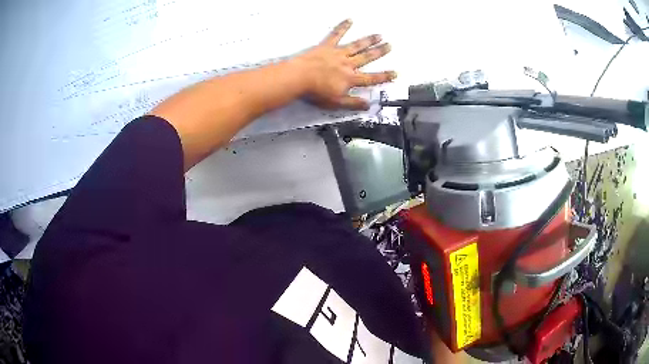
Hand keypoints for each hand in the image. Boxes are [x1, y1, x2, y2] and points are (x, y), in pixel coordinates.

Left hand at [294, 19, 395, 109]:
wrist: (299, 78)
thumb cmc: (316, 91)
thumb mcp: (336, 103)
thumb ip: (353, 103)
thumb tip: (367, 105)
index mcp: (350, 78)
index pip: (372, 78)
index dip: (384, 76)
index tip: (395, 73)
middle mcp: (347, 64)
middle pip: (367, 57)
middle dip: (379, 52)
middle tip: (389, 46)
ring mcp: (337, 53)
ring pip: (357, 45)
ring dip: (369, 40)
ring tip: (379, 35)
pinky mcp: (326, 46)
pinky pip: (336, 34)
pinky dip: (343, 27)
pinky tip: (349, 20)